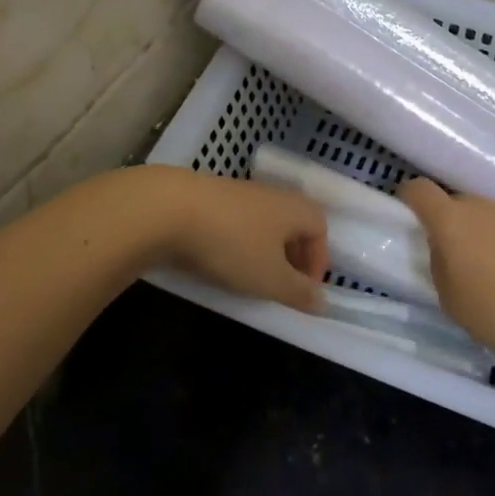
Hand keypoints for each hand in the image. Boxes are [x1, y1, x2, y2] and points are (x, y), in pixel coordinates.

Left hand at [146, 168, 327, 311]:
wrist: (171, 209)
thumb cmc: (233, 244)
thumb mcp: (271, 278)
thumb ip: (299, 293)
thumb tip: (323, 303)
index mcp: (296, 208)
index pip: (321, 230)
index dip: (318, 261)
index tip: (303, 290)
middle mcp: (274, 194)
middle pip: (293, 225)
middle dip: (292, 257)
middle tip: (280, 286)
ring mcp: (242, 192)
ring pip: (264, 223)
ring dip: (264, 250)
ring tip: (249, 276)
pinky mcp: (213, 197)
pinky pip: (238, 222)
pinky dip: (238, 242)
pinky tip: (221, 259)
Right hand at [397, 178, 494, 360]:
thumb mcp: (451, 301)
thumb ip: (439, 268)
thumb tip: (444, 252)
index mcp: (451, 220)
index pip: (419, 190)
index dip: (407, 198)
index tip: (404, 216)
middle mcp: (479, 206)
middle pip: (452, 204)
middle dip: (444, 226)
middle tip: (446, 261)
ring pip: (480, 217)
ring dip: (473, 237)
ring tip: (480, 275)